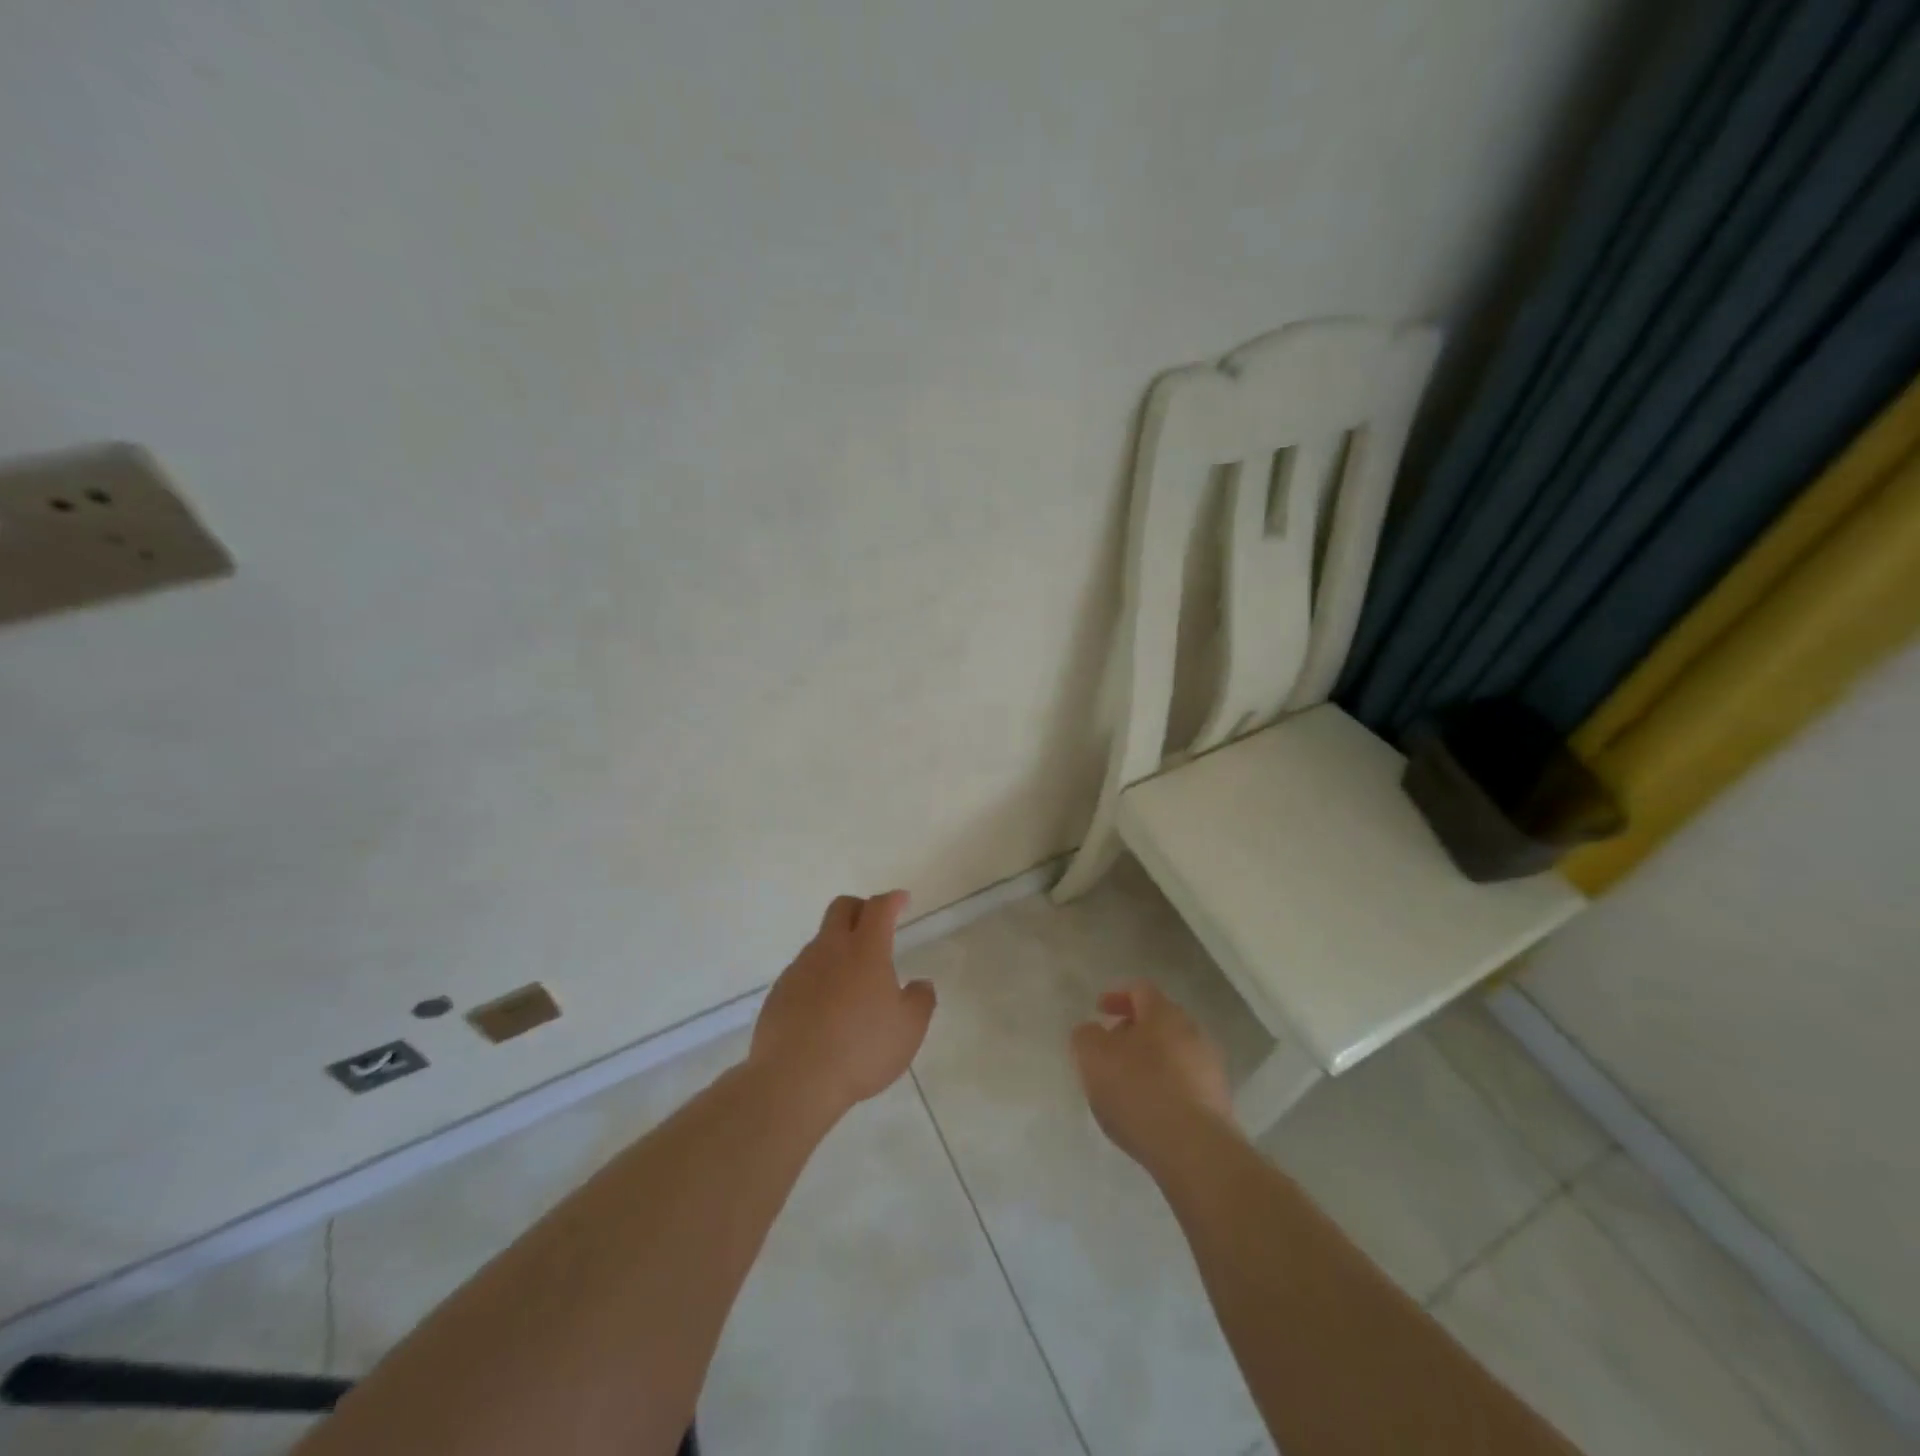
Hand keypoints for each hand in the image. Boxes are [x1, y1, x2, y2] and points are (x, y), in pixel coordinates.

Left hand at [749, 891, 935, 1117]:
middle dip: (860, 908)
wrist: (794, 1080)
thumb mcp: (908, 1030)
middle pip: (842, 908)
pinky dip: (819, 977)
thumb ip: (920, 1001)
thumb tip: (920, 984)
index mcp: (865, 950)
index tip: (902, 900)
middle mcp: (830, 949)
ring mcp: (800, 969)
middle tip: (874, 925)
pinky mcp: (779, 992)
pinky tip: (826, 1008)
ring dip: (838, 947)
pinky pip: (803, 972)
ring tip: (852, 980)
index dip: (892, 900)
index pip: (879, 908)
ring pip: (821, 941)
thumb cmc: (861, 1050)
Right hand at [1071, 980, 1236, 1169]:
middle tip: (1109, 1050)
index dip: (1117, 996)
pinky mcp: (1218, 1102)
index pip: (1140, 990)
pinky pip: (1184, 1083)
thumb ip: (1086, 1036)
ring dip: (1149, 1061)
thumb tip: (1092, 1032)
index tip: (1099, 1010)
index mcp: (1164, 1013)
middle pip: (1159, 1021)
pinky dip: (1164, 1087)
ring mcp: (1210, 1068)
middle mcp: (1193, 1032)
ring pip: (1173, 1053)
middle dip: (1132, 1031)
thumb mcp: (1093, 1057)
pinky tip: (1148, 1111)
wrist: (1195, 1150)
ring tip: (1126, 1086)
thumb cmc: (1139, 1091)